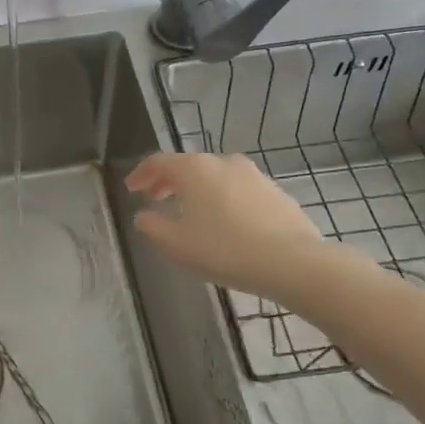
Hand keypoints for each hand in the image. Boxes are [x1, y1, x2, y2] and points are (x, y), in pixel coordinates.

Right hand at [127, 152, 323, 301]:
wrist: (293, 261)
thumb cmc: (225, 250)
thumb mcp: (176, 244)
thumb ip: (152, 227)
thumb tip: (143, 216)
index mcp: (194, 169)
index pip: (159, 162)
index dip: (141, 174)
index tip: (131, 188)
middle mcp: (223, 162)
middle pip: (187, 166)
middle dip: (167, 181)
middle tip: (154, 198)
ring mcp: (253, 175)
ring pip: (214, 176)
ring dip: (196, 190)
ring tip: (188, 211)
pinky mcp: (274, 192)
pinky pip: (236, 189)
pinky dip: (220, 198)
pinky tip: (222, 221)